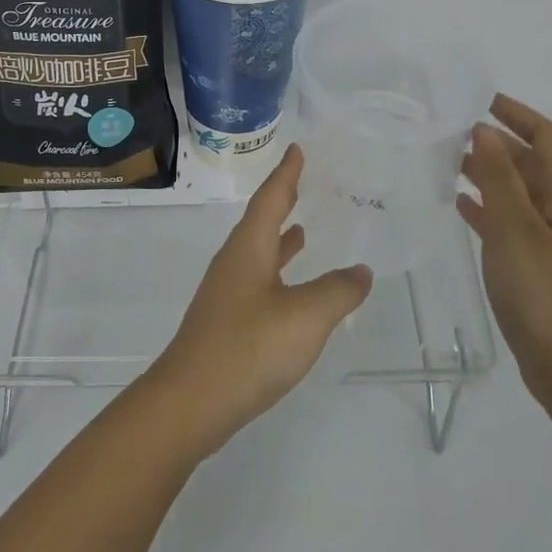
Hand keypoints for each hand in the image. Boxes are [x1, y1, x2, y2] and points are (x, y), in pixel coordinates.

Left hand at [147, 144, 374, 455]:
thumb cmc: (249, 348)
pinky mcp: (226, 321)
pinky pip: (257, 280)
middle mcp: (234, 261)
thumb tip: (360, 271)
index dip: (286, 173)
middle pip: (260, 221)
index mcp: (249, 248)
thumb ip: (337, 291)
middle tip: (304, 183)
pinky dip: (277, 272)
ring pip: (258, 252)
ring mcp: (226, 292)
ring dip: (279, 238)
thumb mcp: (306, 317)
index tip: (296, 149)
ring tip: (303, 230)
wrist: (190, 402)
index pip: (271, 198)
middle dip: (283, 201)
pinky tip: (290, 290)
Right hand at [458, 94, 551, 412]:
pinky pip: (509, 218)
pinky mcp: (537, 261)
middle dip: (496, 141)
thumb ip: (498, 177)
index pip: (546, 137)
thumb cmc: (545, 293)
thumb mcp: (516, 229)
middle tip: (450, 132)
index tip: (480, 100)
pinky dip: (486, 205)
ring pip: (517, 190)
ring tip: (446, 162)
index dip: (517, 114)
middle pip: (531, 161)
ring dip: (487, 172)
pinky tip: (458, 204)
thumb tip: (483, 130)